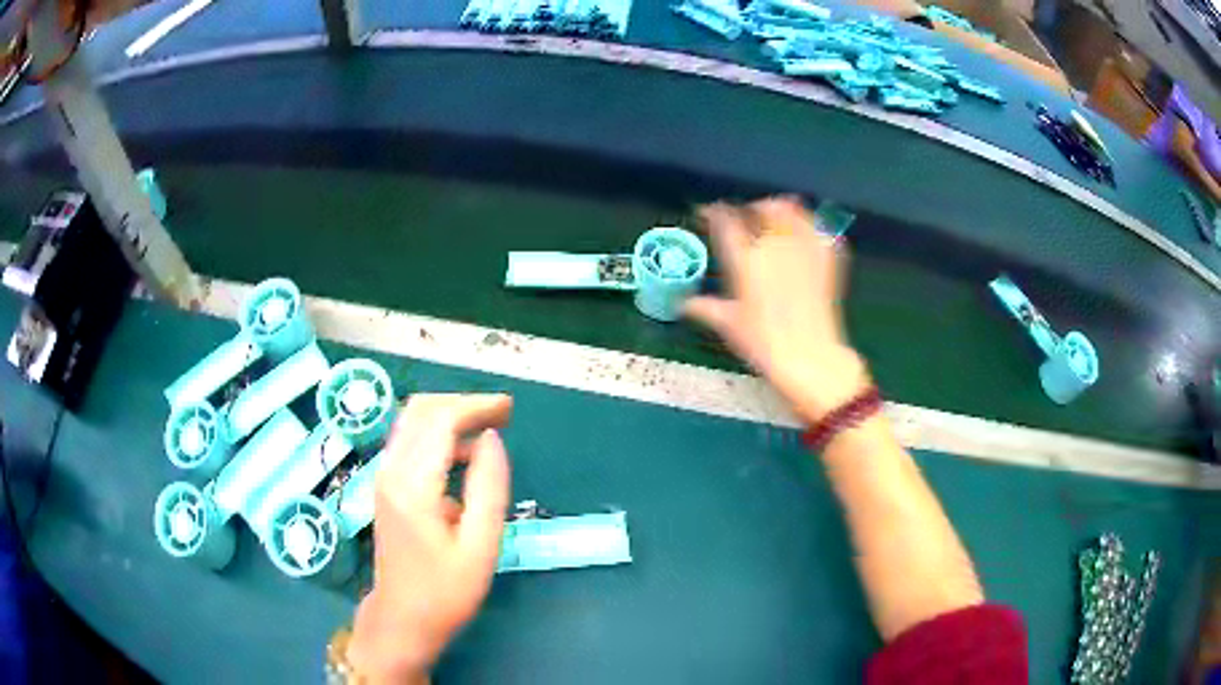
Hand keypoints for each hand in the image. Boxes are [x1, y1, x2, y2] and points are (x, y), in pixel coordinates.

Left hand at [348, 394, 512, 683]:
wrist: (402, 618)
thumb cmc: (445, 591)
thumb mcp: (480, 547)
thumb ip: (489, 488)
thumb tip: (491, 440)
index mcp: (414, 487)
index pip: (440, 420)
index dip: (476, 406)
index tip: (509, 410)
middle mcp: (391, 472)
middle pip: (421, 410)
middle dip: (462, 403)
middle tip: (502, 414)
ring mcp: (384, 477)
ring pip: (412, 422)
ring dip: (450, 416)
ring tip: (489, 429)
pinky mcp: (386, 486)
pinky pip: (410, 442)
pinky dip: (438, 435)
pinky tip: (464, 456)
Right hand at [684, 197, 869, 423]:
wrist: (809, 356)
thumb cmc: (764, 343)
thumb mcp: (729, 325)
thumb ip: (706, 308)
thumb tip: (684, 304)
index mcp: (746, 260)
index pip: (725, 221)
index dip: (713, 212)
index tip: (708, 213)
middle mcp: (774, 246)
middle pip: (762, 208)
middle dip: (750, 207)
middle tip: (745, 215)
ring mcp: (803, 249)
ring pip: (792, 211)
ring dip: (781, 208)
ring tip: (776, 215)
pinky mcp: (827, 258)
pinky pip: (819, 230)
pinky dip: (810, 226)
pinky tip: (805, 234)